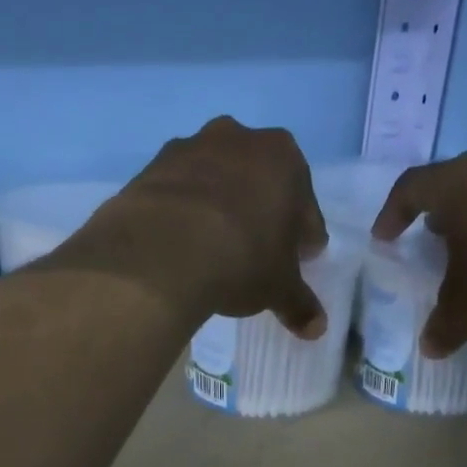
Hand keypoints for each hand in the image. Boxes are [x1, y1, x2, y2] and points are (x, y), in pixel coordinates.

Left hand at [91, 117, 328, 337]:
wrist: (160, 251)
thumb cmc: (240, 260)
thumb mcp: (278, 289)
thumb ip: (299, 304)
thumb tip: (317, 328)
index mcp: (283, 158)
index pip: (304, 205)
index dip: (303, 237)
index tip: (299, 261)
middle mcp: (239, 139)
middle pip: (259, 182)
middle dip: (261, 214)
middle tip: (258, 253)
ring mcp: (190, 149)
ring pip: (215, 182)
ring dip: (219, 209)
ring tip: (214, 250)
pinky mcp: (150, 168)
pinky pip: (177, 194)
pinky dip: (183, 214)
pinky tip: (180, 246)